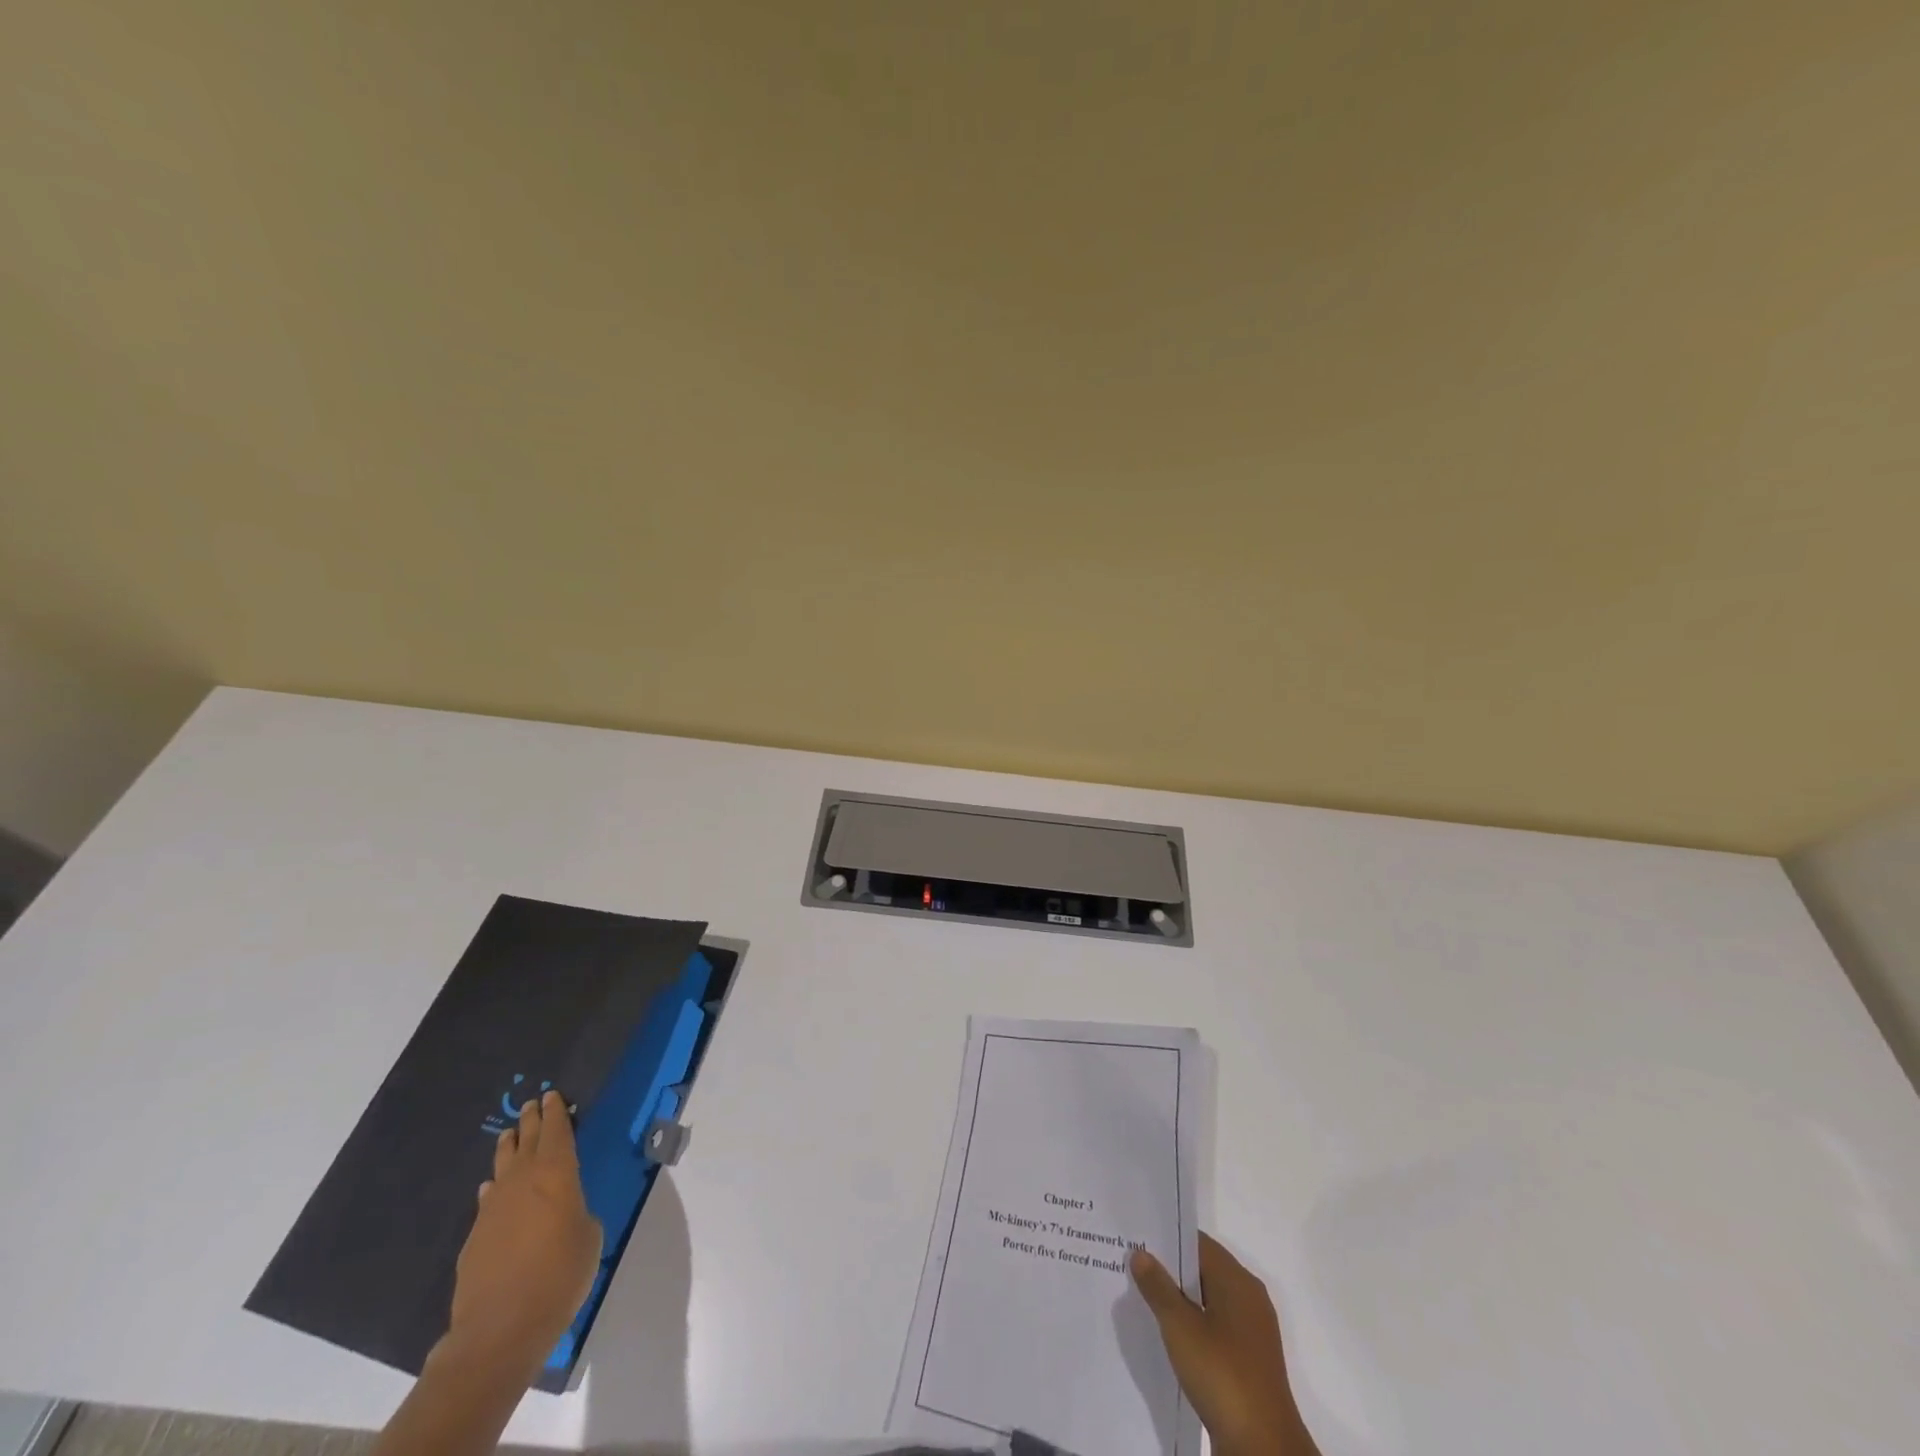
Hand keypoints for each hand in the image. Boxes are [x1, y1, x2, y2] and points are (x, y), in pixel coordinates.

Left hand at [446, 1089, 602, 1380]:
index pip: (558, 1132)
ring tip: (510, 1134)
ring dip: (509, 1147)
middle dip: (532, 1121)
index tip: (553, 1095)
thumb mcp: (589, 1237)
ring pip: (502, 1164)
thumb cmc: (559, 1275)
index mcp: (557, 1174)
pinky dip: (494, 1186)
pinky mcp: (475, 1236)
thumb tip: (564, 1212)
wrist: (499, 1328)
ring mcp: (494, 1208)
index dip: (557, 1112)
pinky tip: (492, 1187)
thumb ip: (578, 1213)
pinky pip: (488, 1197)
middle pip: (527, 1141)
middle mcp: (523, 1181)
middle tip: (532, 1104)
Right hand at [1130, 1234, 1318, 1455]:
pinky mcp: (1249, 1361)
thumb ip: (1158, 1287)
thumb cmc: (1222, 1375)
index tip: (1137, 1237)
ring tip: (1143, 1296)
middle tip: (1132, 1263)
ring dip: (1180, 1299)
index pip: (1198, 1243)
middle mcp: (1249, 1298)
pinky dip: (1193, 1324)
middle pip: (1203, 1270)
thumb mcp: (1180, 1327)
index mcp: (1238, 1281)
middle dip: (1170, 1269)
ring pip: (1208, 1300)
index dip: (1167, 1238)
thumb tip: (1141, 1253)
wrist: (1263, 1449)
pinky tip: (1168, 1334)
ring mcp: (1252, 1332)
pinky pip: (1215, 1327)